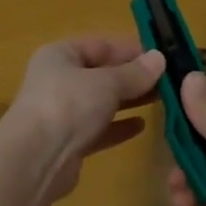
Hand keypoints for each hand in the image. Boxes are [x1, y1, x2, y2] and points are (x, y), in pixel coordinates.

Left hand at [5, 36, 166, 201]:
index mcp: (60, 55)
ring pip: (101, 102)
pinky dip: (118, 126)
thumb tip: (159, 59)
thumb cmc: (68, 106)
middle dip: (133, 77)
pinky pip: (98, 129)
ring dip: (129, 101)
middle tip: (170, 81)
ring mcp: (62, 113)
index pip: (101, 45)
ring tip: (163, 101)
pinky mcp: (68, 142)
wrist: (35, 160)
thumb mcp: (106, 83)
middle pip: (101, 74)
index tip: (163, 57)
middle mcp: (58, 80)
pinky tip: (142, 126)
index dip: (131, 49)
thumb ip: (134, 73)